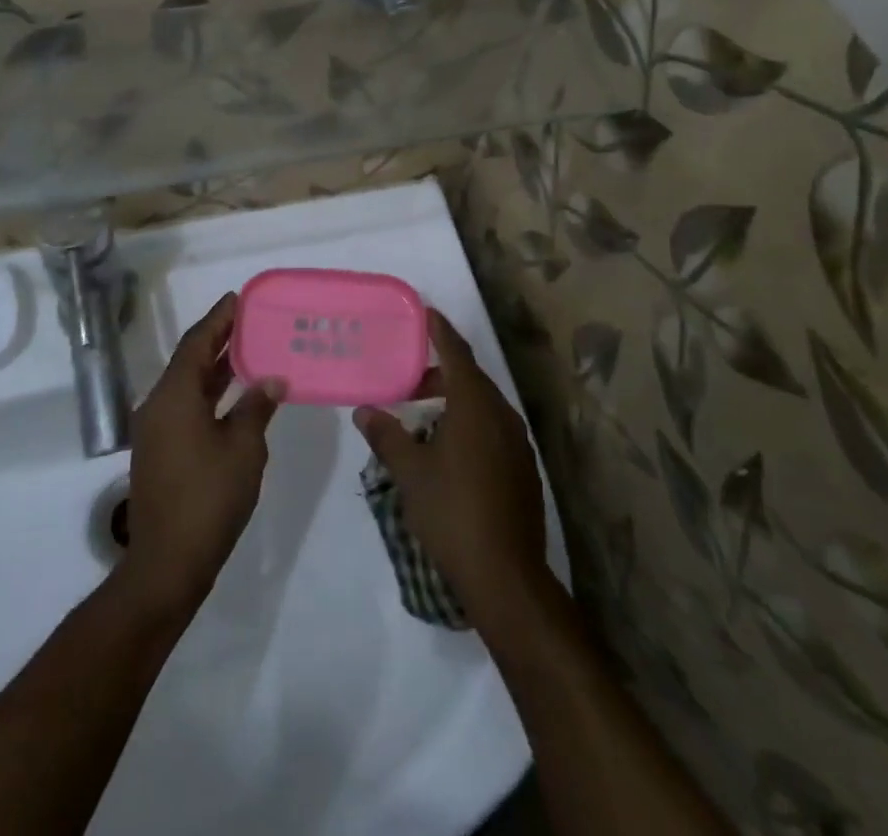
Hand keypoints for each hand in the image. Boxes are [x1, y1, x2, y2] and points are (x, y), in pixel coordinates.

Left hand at [123, 293, 284, 616]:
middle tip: (250, 320)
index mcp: (174, 396)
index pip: (197, 343)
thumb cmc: (209, 497)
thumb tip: (271, 379)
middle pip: (190, 360)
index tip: (238, 298)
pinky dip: (210, 394)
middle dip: (219, 339)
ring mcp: (157, 431)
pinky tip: (237, 397)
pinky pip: (186, 407)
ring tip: (250, 350)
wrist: (168, 563)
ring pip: (188, 385)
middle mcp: (159, 405)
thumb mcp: (243, 448)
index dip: (218, 319)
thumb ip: (256, 407)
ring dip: (216, 368)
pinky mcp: (161, 452)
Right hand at [354, 310, 549, 626]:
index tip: (425, 313)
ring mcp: (517, 443)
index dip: (440, 331)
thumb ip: (387, 436)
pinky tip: (449, 446)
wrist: (506, 575)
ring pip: (483, 405)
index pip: (456, 353)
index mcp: (475, 406)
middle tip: (408, 376)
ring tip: (423, 411)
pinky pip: (493, 428)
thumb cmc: (452, 513)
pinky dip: (469, 422)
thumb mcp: (410, 473)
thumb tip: (365, 410)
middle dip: (441, 371)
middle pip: (471, 378)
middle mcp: (501, 415)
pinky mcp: (523, 468)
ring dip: (455, 399)